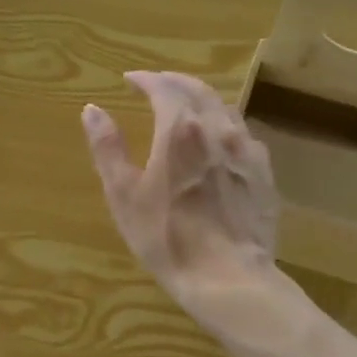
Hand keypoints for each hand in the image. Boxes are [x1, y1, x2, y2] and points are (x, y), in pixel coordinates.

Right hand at [82, 72, 281, 329]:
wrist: (228, 277)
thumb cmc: (166, 237)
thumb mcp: (124, 194)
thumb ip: (108, 148)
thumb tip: (92, 109)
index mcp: (181, 129)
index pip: (164, 88)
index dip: (146, 79)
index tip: (130, 79)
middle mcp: (218, 129)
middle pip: (199, 91)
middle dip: (175, 82)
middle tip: (157, 84)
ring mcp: (247, 151)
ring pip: (225, 110)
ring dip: (202, 100)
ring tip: (186, 107)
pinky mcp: (264, 174)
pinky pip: (242, 136)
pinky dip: (223, 126)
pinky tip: (218, 142)